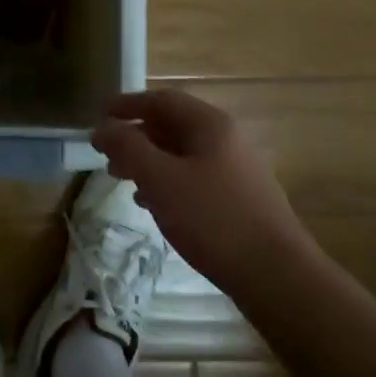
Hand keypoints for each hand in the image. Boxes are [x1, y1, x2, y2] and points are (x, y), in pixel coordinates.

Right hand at [91, 90, 305, 288]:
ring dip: (148, 161)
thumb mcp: (160, 179)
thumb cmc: (213, 219)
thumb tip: (103, 127)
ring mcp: (236, 171)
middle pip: (172, 125)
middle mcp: (226, 140)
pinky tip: (153, 205)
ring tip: (123, 181)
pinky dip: (167, 182)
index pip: (161, 100)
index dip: (127, 104)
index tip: (98, 117)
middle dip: (135, 137)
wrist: (277, 276)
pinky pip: (194, 178)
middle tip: (106, 155)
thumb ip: (127, 147)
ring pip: (182, 154)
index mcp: (210, 125)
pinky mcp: (239, 200)